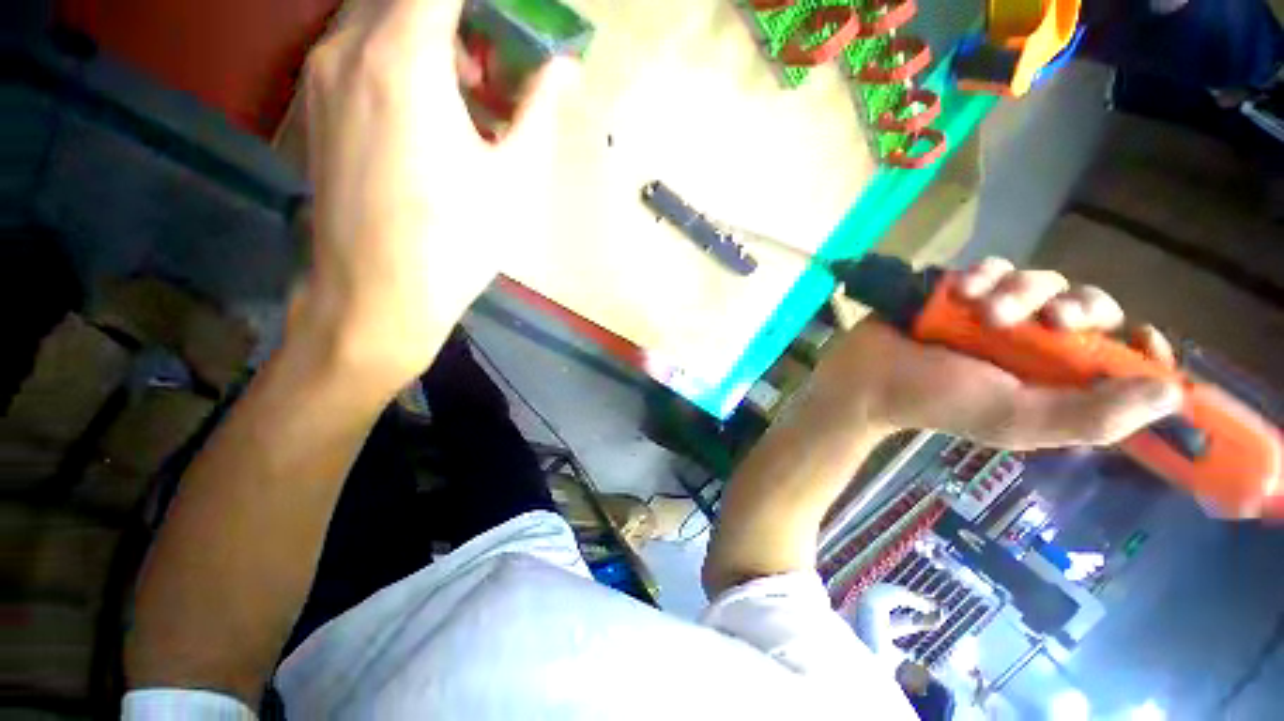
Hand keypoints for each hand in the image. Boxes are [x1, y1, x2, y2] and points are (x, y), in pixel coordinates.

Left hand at [291, 0, 577, 389]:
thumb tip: (567, 68)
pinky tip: (429, 110)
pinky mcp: (314, 102)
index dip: (487, 3)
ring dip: (430, 32)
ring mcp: (321, 72)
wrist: (377, 294)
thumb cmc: (456, 242)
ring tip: (471, 88)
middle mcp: (350, 46)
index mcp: (405, 58)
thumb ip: (539, 110)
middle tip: (499, 60)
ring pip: (379, 14)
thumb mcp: (514, 179)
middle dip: (461, 15)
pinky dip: (399, 53)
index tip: (512, 23)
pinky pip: (357, 46)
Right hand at [820, 258, 1182, 449]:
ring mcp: (996, 315)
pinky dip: (983, 275)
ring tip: (981, 310)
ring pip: (1040, 280)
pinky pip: (993, 268)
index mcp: (1053, 381)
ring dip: (1019, 289)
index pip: (1120, 361)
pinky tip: (960, 292)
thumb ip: (1092, 415)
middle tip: (1049, 319)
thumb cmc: (937, 401)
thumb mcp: (1016, 419)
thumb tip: (1172, 397)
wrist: (867, 377)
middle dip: (1076, 305)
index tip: (1139, 336)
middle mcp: (1034, 345)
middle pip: (1088, 306)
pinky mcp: (961, 292)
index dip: (1141, 347)